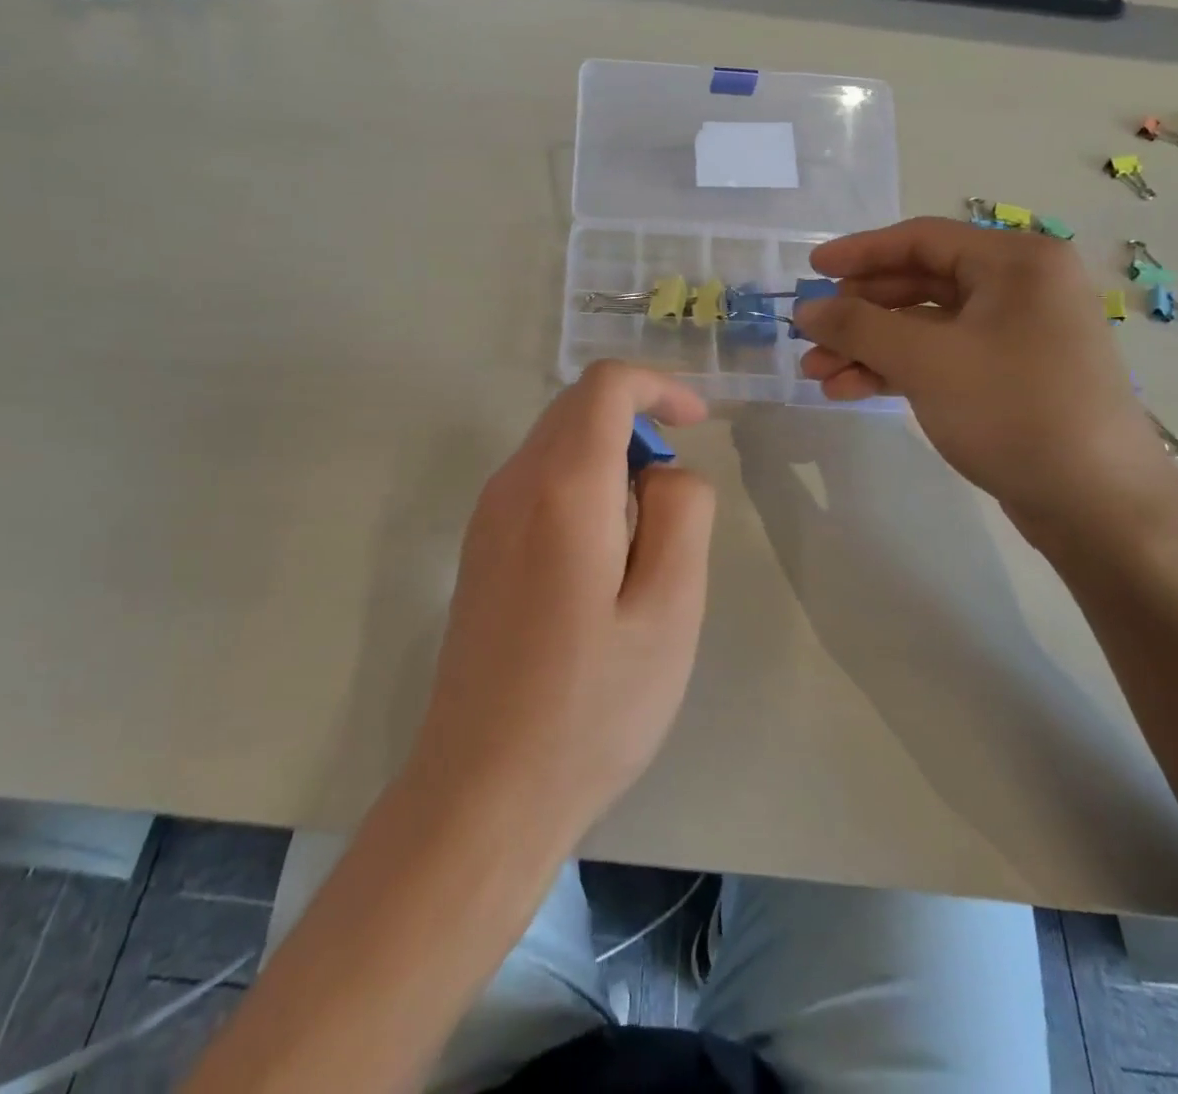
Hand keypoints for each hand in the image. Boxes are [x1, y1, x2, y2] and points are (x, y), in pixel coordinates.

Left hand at [405, 362, 716, 850]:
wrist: (483, 791)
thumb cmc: (591, 708)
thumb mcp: (671, 610)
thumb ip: (683, 514)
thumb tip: (664, 471)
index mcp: (561, 489)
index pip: (604, 386)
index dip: (658, 387)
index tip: (698, 424)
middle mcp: (511, 486)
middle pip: (577, 409)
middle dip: (638, 428)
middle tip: (675, 507)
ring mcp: (486, 518)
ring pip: (557, 447)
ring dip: (611, 466)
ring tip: (642, 552)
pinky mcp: (479, 551)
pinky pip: (538, 486)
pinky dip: (582, 493)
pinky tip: (600, 570)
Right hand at [795, 218, 1173, 522]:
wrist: (1095, 503)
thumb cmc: (1013, 410)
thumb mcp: (926, 361)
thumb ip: (858, 327)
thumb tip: (806, 309)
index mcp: (1016, 262)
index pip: (922, 239)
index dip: (859, 253)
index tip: (810, 270)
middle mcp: (1020, 288)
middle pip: (919, 284)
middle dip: (858, 313)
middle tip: (810, 336)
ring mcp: (1015, 335)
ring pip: (924, 328)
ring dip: (868, 347)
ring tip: (817, 375)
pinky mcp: (1007, 377)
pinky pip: (939, 359)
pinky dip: (895, 370)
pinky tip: (850, 390)